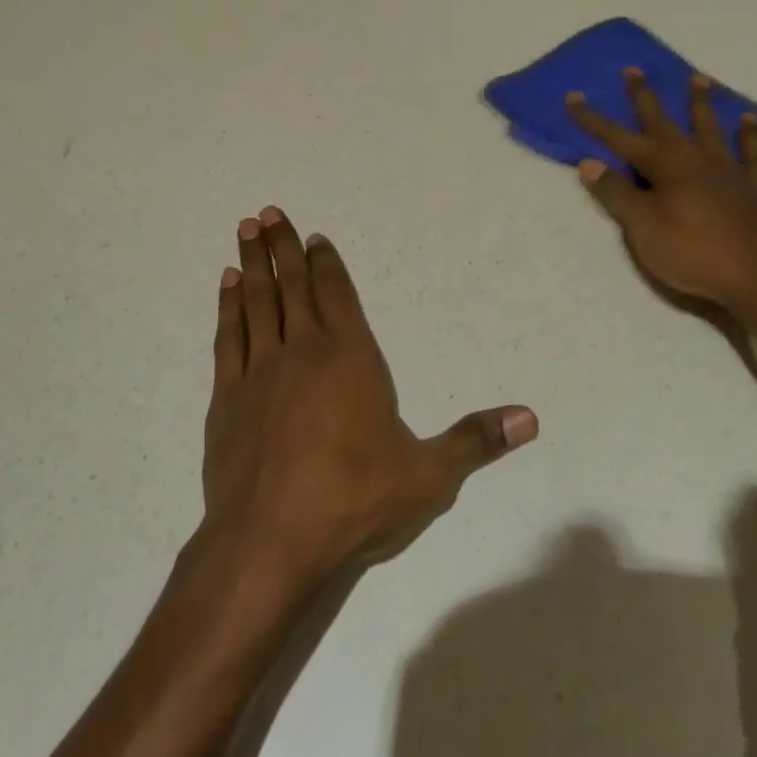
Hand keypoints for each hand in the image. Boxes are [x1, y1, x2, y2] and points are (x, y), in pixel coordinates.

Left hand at [202, 207, 536, 588]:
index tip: (315, 235)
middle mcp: (303, 351)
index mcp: (351, 358)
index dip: (327, 262)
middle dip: (284, 246)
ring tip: (246, 230)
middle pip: (293, 285)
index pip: (338, 293)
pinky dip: (227, 308)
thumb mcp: (428, 476)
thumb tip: (530, 417)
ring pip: (256, 302)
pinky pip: (227, 338)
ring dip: (253, 264)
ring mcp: (259, 372)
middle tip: (268, 213)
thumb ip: (476, 441)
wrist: (269, 543)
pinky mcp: (226, 399)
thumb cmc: (354, 502)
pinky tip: (226, 287)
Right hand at [568, 70, 756, 320]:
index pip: (619, 138)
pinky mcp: (754, 191)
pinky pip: (753, 155)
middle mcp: (696, 160)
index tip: (573, 97)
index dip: (594, 120)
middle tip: (635, 69)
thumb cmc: (691, 252)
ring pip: (711, 129)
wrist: (756, 280)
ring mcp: (729, 172)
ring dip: (701, 104)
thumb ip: (616, 193)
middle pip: (665, 123)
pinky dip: (751, 136)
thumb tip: (589, 162)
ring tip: (699, 78)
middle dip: (645, 98)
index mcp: (665, 166)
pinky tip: (750, 120)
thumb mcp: (642, 227)